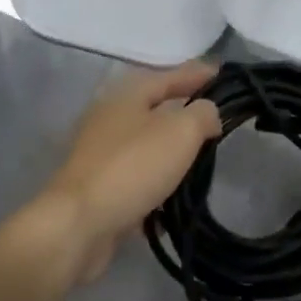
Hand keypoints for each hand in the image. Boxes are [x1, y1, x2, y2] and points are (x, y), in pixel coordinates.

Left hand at [39, 63, 221, 283]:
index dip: (198, 74)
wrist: (77, 226)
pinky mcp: (97, 189)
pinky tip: (175, 200)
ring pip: (146, 146)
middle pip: (155, 110)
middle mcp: (110, 118)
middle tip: (214, 120)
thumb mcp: (181, 132)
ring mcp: (100, 155)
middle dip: (184, 114)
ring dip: (172, 153)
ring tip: (200, 161)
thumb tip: (208, 113)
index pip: (170, 76)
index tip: (223, 75)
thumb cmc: (133, 167)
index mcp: (127, 95)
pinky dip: (156, 185)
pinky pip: (137, 180)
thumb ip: (203, 115)